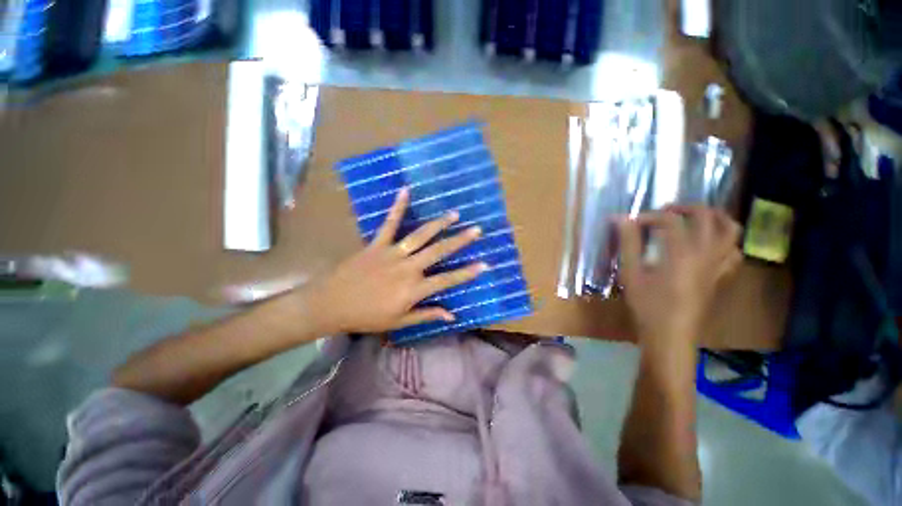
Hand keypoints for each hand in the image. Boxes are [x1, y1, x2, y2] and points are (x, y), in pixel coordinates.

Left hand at [309, 188, 487, 334]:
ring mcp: (392, 253)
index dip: (467, 273)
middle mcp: (407, 268)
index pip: (447, 280)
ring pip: (420, 236)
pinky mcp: (377, 244)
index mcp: (413, 289)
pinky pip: (389, 223)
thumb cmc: (367, 316)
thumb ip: (426, 315)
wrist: (331, 304)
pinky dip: (398, 207)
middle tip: (476, 230)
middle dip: (459, 241)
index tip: (484, 264)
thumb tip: (452, 314)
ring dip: (439, 224)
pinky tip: (406, 190)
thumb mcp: (399, 322)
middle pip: (438, 252)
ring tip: (454, 213)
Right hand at [616, 206, 742, 349]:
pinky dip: (724, 240)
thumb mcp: (631, 273)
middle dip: (686, 207)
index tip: (633, 222)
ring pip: (730, 230)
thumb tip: (620, 219)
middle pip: (707, 216)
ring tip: (694, 218)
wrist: (671, 335)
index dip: (650, 216)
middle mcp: (706, 253)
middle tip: (665, 211)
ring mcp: (718, 265)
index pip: (670, 220)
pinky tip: (708, 244)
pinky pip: (733, 251)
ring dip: (714, 217)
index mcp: (682, 253)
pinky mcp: (721, 276)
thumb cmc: (647, 305)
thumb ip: (628, 244)